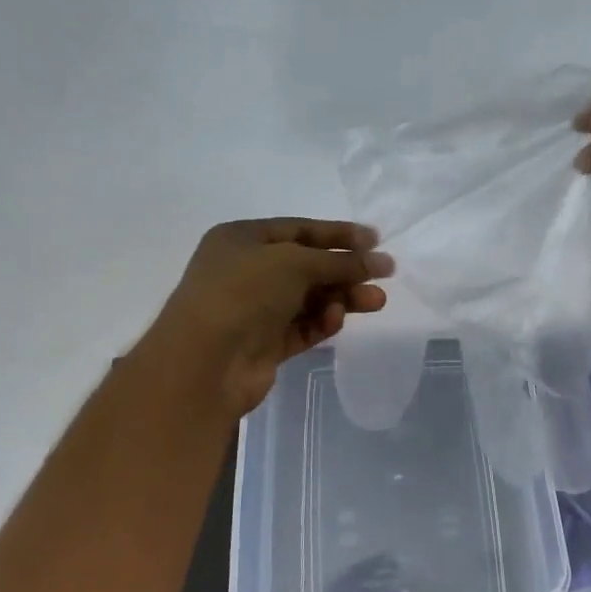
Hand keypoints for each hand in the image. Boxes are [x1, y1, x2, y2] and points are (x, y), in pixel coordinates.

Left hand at [138, 219, 392, 417]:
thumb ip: (340, 262)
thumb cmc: (244, 293)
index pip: (300, 230)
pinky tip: (336, 321)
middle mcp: (246, 271)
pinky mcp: (264, 344)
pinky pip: (302, 327)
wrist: (205, 361)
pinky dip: (322, 322)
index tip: (376, 240)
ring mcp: (254, 309)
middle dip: (346, 271)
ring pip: (309, 299)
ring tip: (376, 302)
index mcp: (242, 239)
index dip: (339, 234)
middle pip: (308, 266)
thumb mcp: (296, 263)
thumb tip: (380, 261)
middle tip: (384, 275)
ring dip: (342, 298)